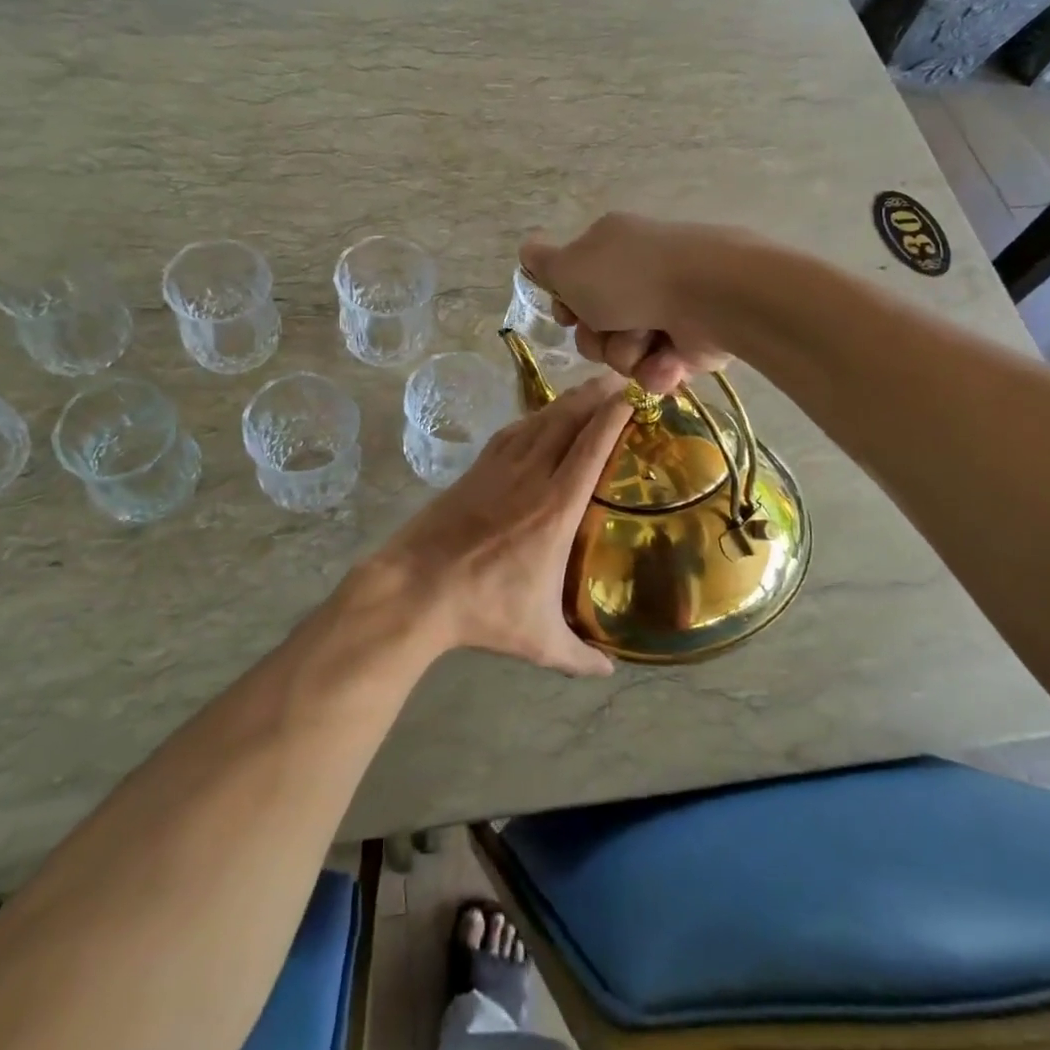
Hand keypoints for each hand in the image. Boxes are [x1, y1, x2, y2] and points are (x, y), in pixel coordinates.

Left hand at [366, 378, 631, 676]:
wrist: (415, 589)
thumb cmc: (483, 609)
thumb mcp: (539, 640)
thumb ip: (579, 656)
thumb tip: (609, 671)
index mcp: (556, 508)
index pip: (592, 447)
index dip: (614, 414)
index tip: (634, 395)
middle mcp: (531, 476)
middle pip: (567, 420)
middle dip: (596, 394)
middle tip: (621, 379)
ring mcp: (499, 468)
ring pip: (539, 421)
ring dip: (566, 401)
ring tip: (588, 390)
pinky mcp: (474, 470)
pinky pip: (511, 432)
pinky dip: (532, 418)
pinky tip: (538, 418)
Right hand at [519, 213, 732, 393]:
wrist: (710, 296)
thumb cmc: (629, 278)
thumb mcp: (569, 267)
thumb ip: (543, 264)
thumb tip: (527, 249)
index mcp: (609, 248)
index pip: (574, 285)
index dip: (567, 308)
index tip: (568, 316)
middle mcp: (637, 276)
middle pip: (595, 327)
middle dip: (597, 339)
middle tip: (607, 330)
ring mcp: (666, 309)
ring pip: (623, 353)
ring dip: (627, 354)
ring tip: (647, 341)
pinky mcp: (691, 342)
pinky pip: (657, 369)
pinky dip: (658, 369)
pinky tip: (668, 360)